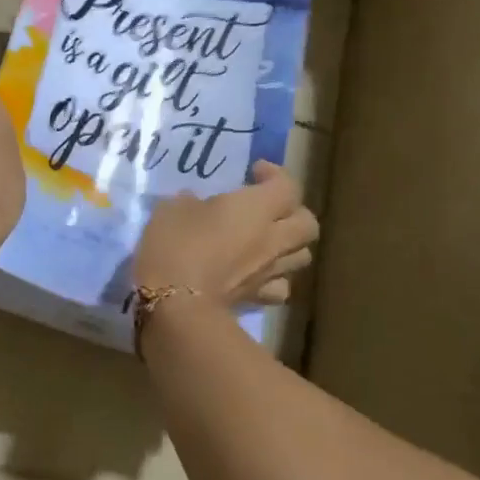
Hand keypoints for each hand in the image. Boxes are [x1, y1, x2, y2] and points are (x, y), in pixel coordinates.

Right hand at [133, 162, 317, 307]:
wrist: (177, 307)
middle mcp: (273, 238)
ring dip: (290, 244)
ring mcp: (269, 272)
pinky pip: (280, 286)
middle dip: (293, 211)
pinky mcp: (258, 299)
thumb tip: (195, 203)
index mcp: (256, 208)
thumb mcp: (171, 209)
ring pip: (302, 255)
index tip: (253, 172)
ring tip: (267, 239)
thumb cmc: (175, 247)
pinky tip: (258, 274)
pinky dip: (275, 279)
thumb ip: (190, 201)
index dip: (275, 175)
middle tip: (267, 207)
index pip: (287, 186)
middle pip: (307, 223)